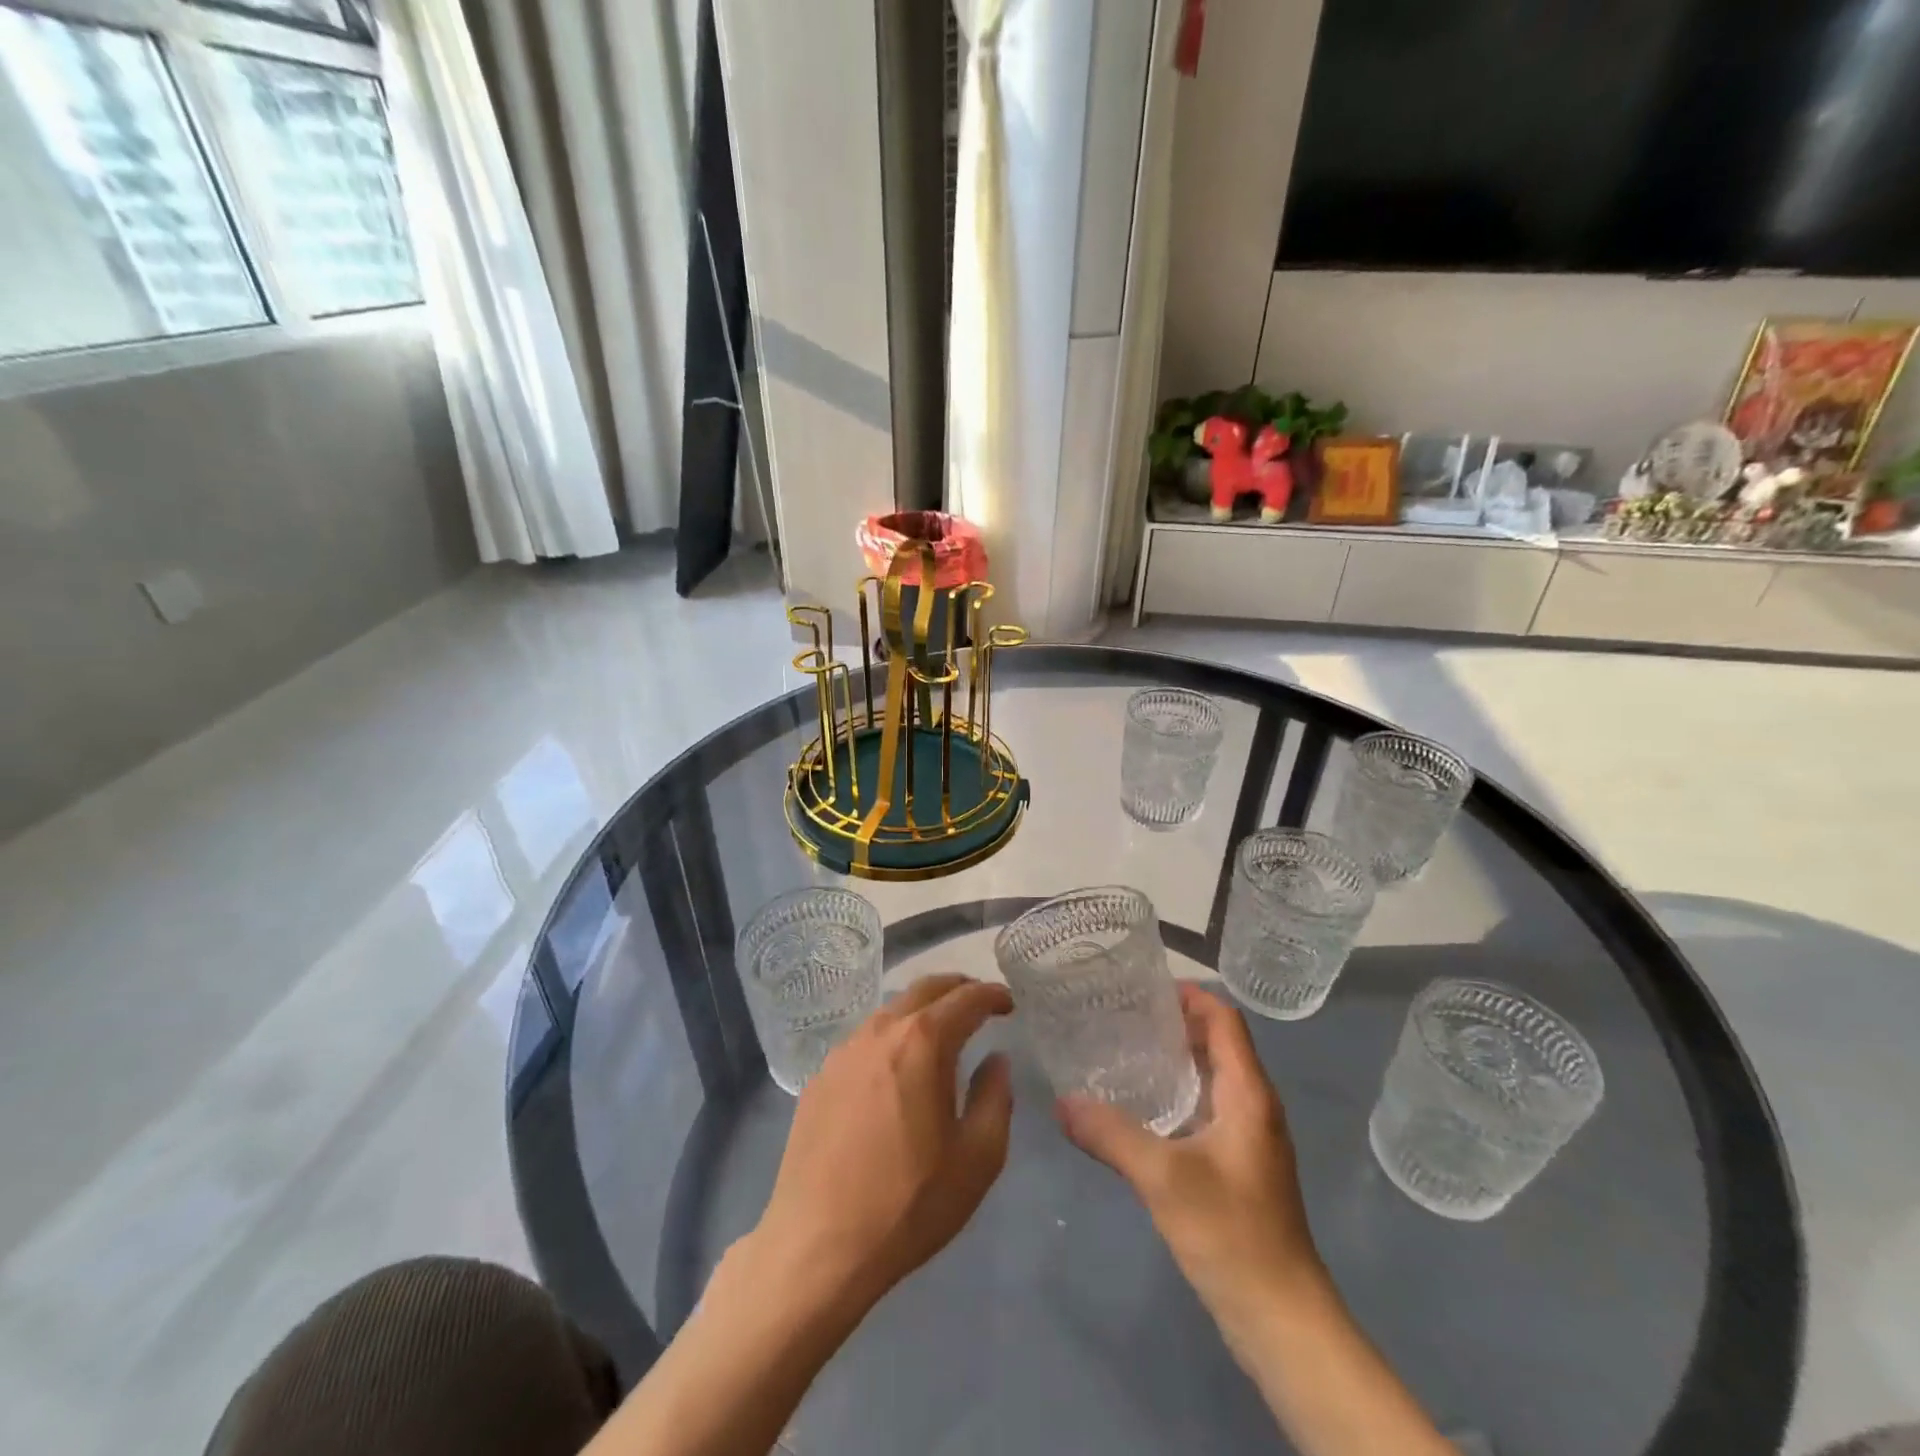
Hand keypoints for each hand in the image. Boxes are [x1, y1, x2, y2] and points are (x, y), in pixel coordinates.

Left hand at [750, 974, 1013, 1318]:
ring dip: (922, 1010)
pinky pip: (865, 1039)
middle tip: (980, 1002)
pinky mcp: (820, 1076)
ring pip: (891, 1010)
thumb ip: (995, 1097)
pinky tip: (896, 1068)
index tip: (1010, 1003)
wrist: (818, 1245)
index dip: (992, 995)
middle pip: (924, 989)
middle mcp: (880, 1031)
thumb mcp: (977, 1157)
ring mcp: (844, 1051)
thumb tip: (996, 1060)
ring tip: (941, 1033)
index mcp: (922, 1042)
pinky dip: (892, 1037)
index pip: (966, 998)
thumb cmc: (909, 1203)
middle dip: (958, 988)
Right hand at [1056, 983, 1325, 1355]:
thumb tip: (1061, 1101)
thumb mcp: (1163, 1177)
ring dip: (1175, 1060)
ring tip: (1123, 1052)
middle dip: (1174, 1024)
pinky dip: (1178, 1095)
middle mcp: (1254, 1106)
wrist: (1282, 1320)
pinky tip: (1141, 1110)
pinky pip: (1208, 1110)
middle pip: (1218, 1044)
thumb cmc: (1231, 1234)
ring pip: (1212, 1078)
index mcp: (1248, 1094)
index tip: (1143, 988)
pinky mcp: (1240, 1168)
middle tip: (1121, 1016)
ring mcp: (1250, 1139)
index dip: (1190, 996)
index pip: (1225, 1020)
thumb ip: (1111, 1134)